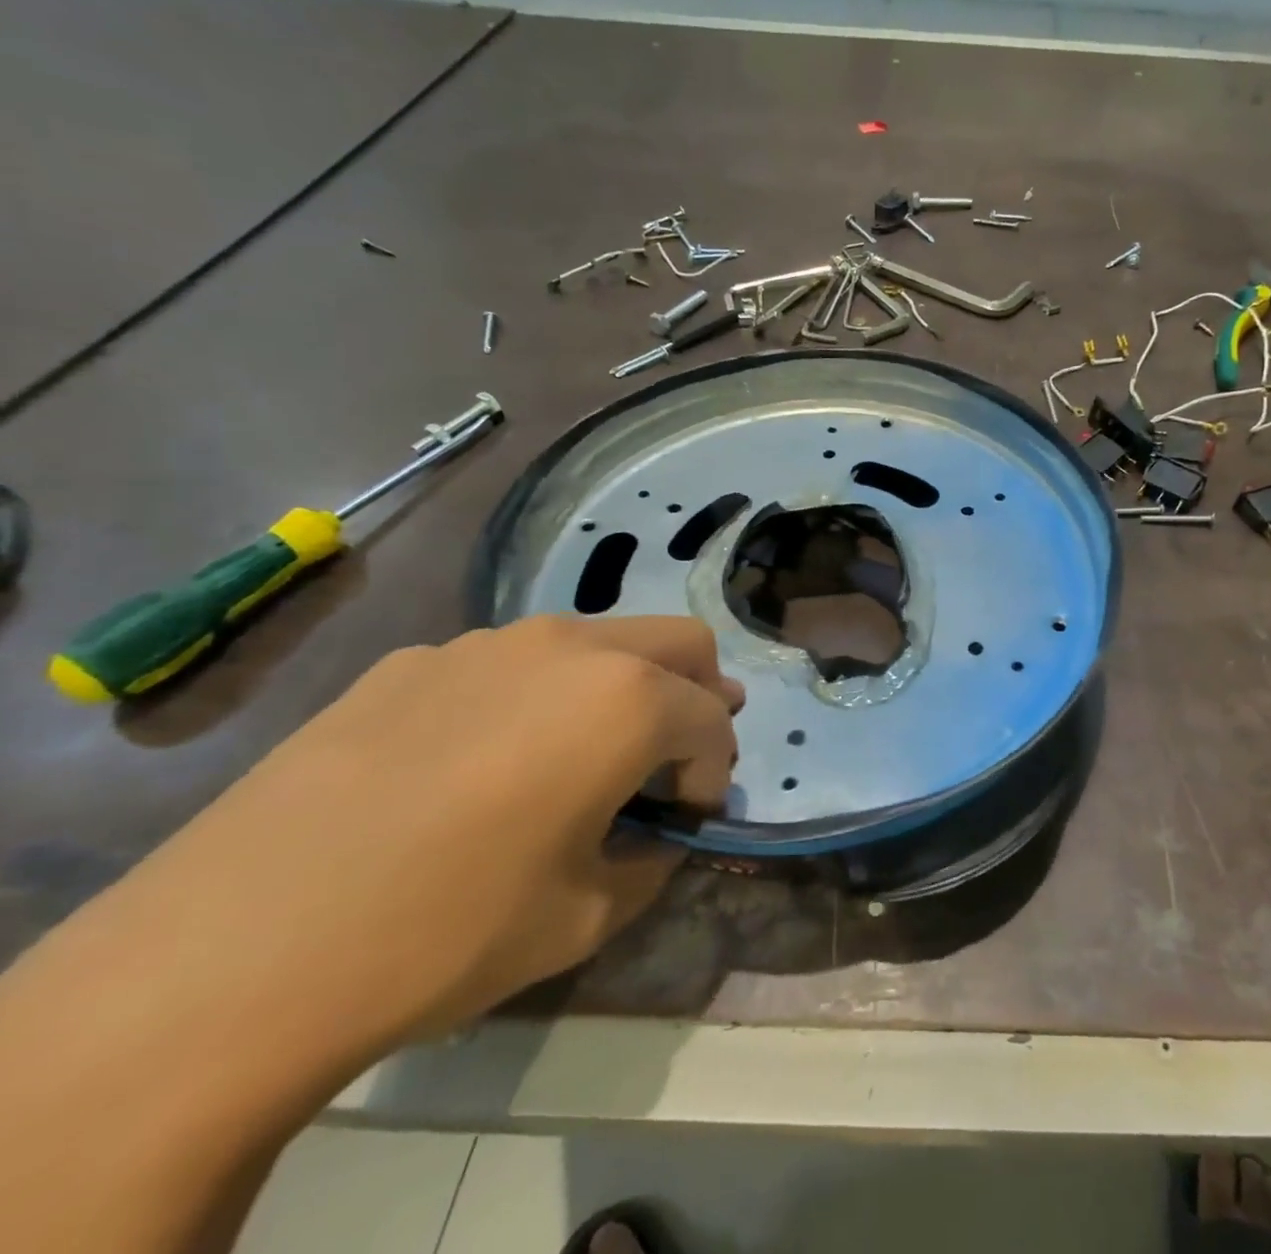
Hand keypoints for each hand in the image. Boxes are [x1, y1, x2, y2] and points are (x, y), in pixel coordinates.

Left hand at [133, 615, 742, 1047]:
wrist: (232, 954)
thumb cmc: (448, 930)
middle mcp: (570, 646)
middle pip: (679, 642)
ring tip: (575, 760)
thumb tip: (658, 834)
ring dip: (617, 689)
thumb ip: (653, 859)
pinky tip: (477, 766)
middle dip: (696, 697)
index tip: (685, 820)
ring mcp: (486, 643)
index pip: (713, 720)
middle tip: (669, 760)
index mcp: (628, 699)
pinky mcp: (413, 661)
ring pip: (596, 640)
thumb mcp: (589, 915)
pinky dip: (534, 698)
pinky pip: (509, 663)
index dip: (714, 773)